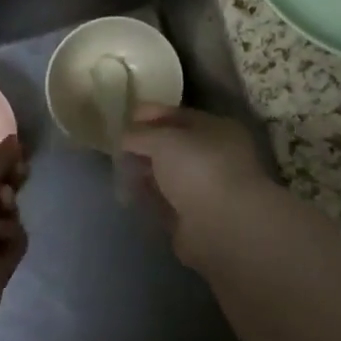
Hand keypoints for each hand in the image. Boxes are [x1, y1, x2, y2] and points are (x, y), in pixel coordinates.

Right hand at [118, 107, 270, 267]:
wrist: (222, 227)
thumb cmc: (199, 168)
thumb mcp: (164, 139)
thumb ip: (141, 134)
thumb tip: (125, 136)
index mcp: (217, 130)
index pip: (181, 116)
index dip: (153, 114)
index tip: (127, 116)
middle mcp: (214, 157)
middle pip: (174, 146)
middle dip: (146, 144)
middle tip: (118, 144)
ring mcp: (204, 189)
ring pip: (168, 174)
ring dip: (145, 170)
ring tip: (119, 168)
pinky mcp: (192, 219)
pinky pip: (164, 201)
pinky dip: (147, 196)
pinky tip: (127, 192)